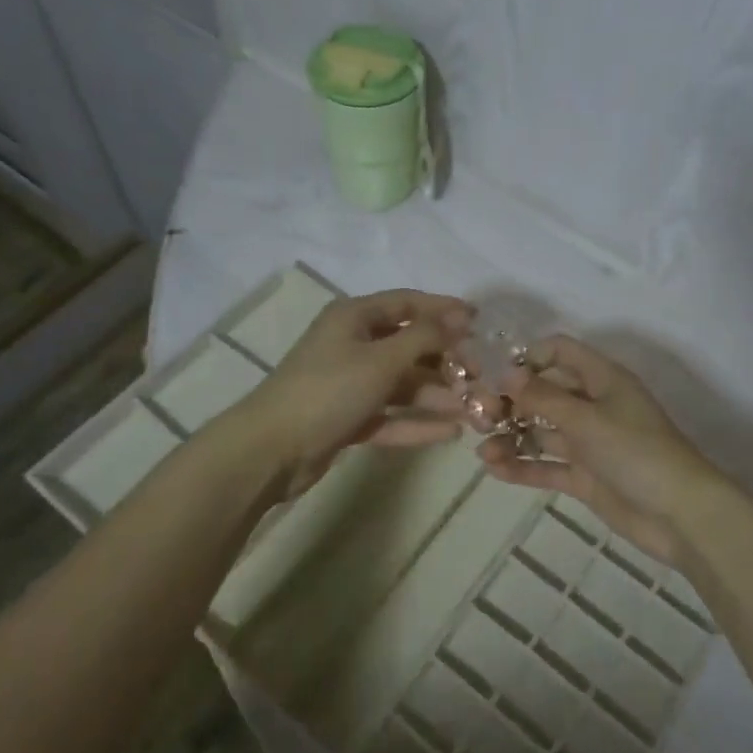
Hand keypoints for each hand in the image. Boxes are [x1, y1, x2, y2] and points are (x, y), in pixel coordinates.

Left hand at [242, 289, 472, 497]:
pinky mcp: (347, 417)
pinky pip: (389, 414)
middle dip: (444, 360)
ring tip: (473, 409)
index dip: (443, 310)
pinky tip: (449, 433)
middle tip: (481, 375)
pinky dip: (416, 422)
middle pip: (407, 345)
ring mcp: (348, 383)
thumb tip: (459, 317)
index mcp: (354, 317)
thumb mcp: (382, 359)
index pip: (407, 303)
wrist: (272, 449)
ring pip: (401, 383)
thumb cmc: (329, 390)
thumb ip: (424, 337)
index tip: (480, 321)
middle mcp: (352, 344)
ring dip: (435, 394)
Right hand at [476, 335, 721, 566]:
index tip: (494, 373)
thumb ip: (543, 397)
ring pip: (542, 431)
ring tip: (482, 450)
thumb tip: (505, 372)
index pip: (560, 352)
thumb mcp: (587, 419)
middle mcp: (593, 405)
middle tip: (478, 415)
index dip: (527, 357)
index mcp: (602, 379)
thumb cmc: (636, 452)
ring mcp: (589, 443)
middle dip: (511, 401)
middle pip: (544, 392)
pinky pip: (548, 466)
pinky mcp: (586, 477)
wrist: (681, 515)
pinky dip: (523, 466)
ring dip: (511, 437)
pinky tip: (494, 470)